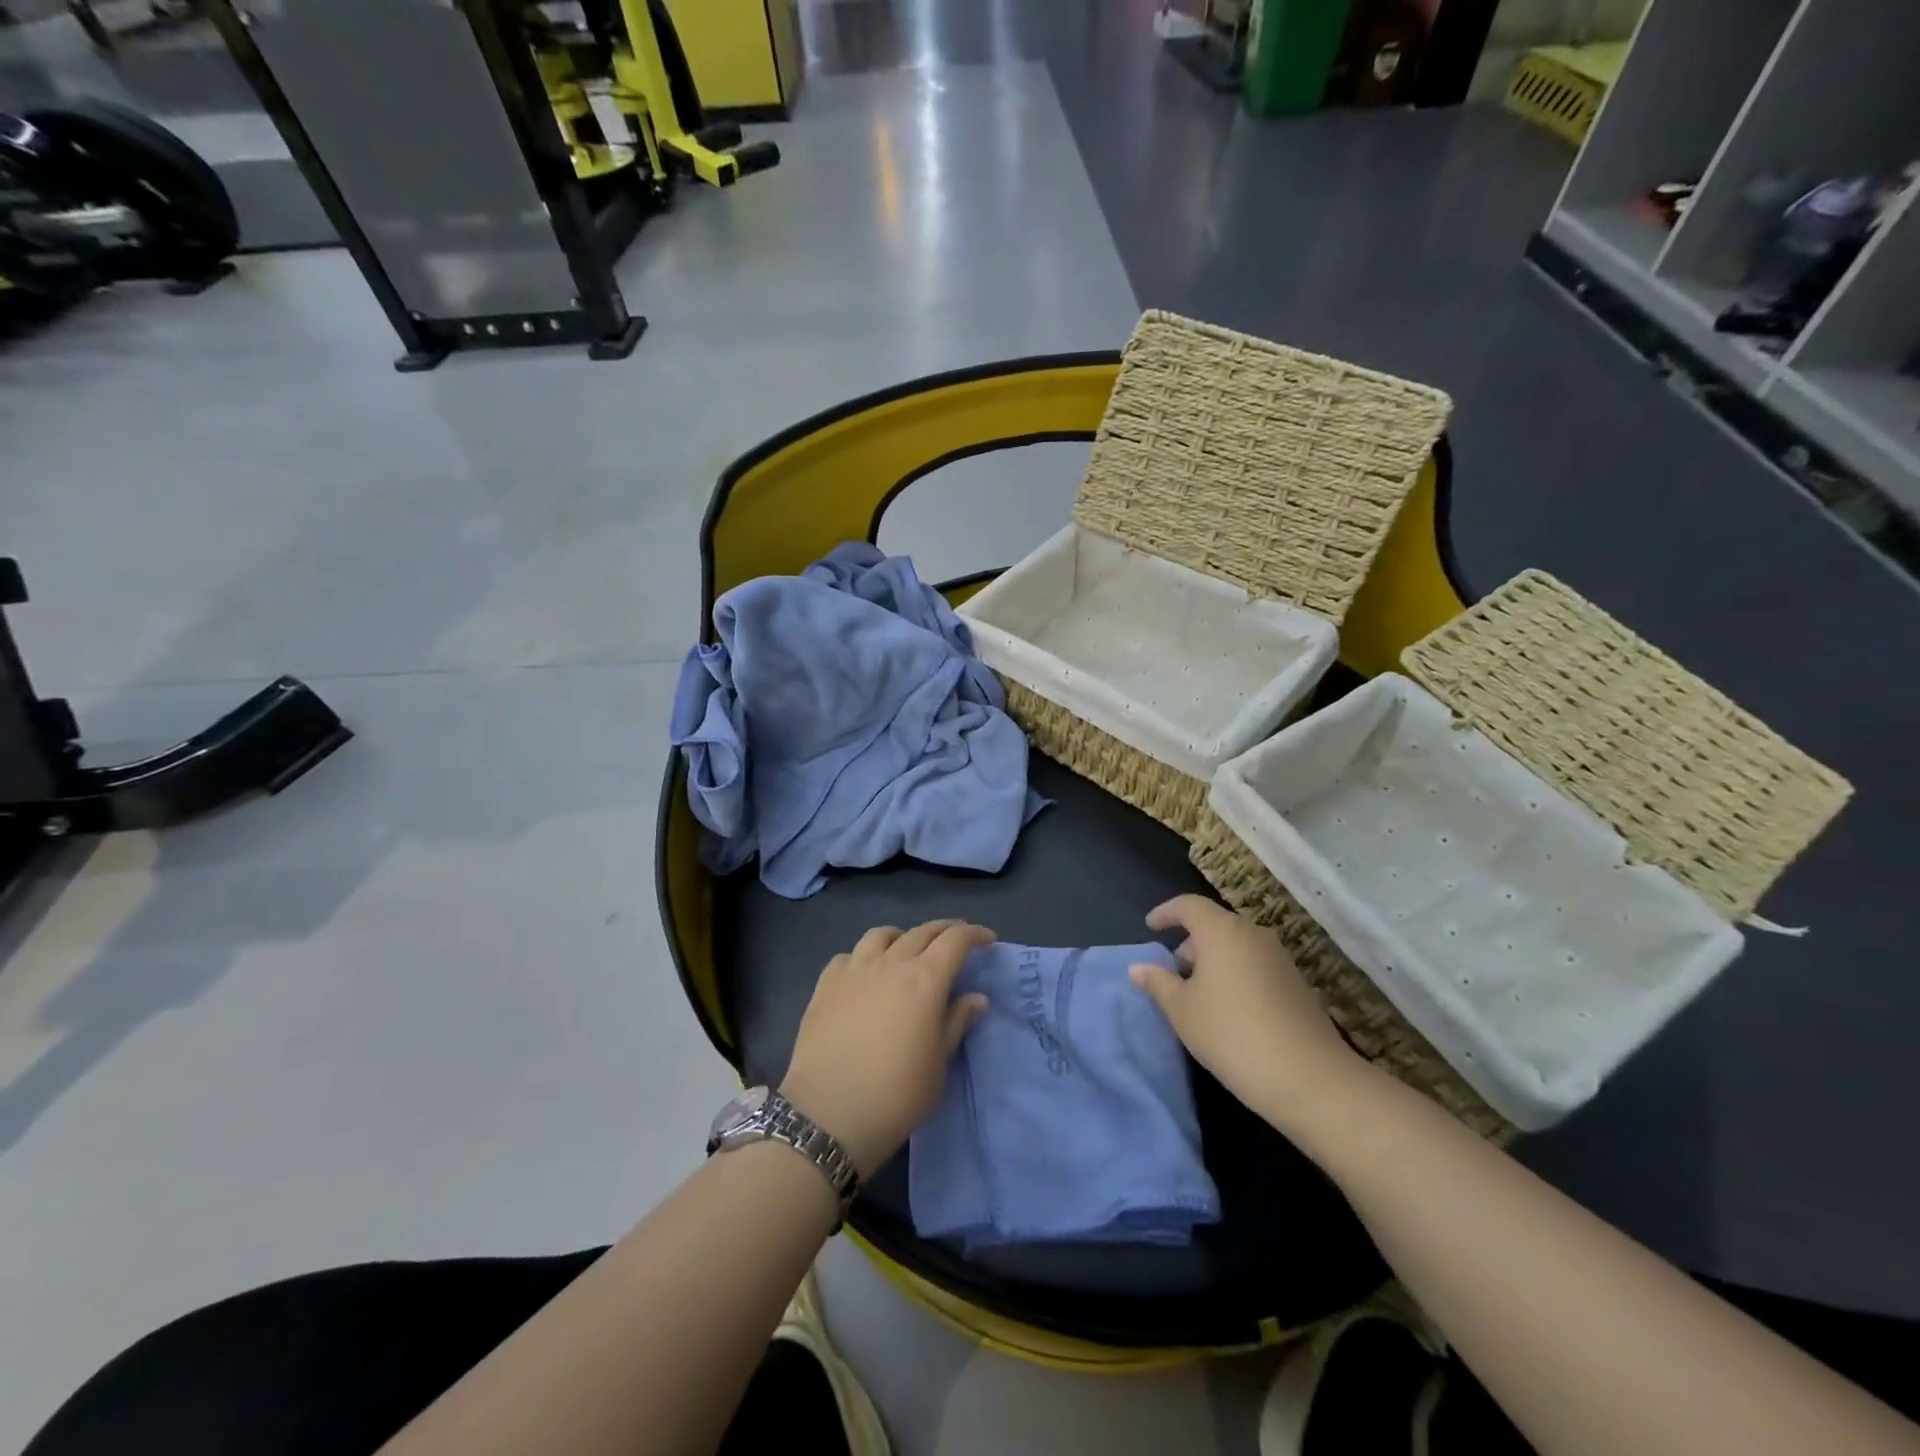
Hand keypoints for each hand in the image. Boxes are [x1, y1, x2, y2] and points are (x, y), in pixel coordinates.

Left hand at [781, 920, 992, 1179]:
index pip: (955, 940)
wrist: (828, 1113)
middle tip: (956, 940)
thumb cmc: (896, 1094)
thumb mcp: (938, 1064)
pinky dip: (864, 957)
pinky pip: (848, 955)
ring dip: (902, 936)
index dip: (974, 934)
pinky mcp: (826, 985)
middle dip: (944, 930)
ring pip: (881, 935)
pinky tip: (865, 974)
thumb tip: (976, 997)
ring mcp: (854, 970)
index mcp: (925, 980)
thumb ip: (956, 1022)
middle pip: (922, 932)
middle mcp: (891, 964)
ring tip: (907, 949)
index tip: (987, 939)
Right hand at [1128, 896, 1370, 1132]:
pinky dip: (1234, 974)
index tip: (1150, 927)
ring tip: (1196, 994)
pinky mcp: (1296, 983)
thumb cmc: (1231, 1034)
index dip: (1166, 912)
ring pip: (1236, 946)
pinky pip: (1255, 965)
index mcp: (1221, 931)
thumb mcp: (1182, 1010)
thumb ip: (1158, 983)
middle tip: (1171, 971)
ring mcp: (1279, 958)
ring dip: (1213, 960)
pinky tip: (1227, 1009)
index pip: (1189, 905)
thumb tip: (1138, 967)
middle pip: (1214, 925)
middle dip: (1190, 942)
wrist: (1308, 1077)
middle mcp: (1252, 934)